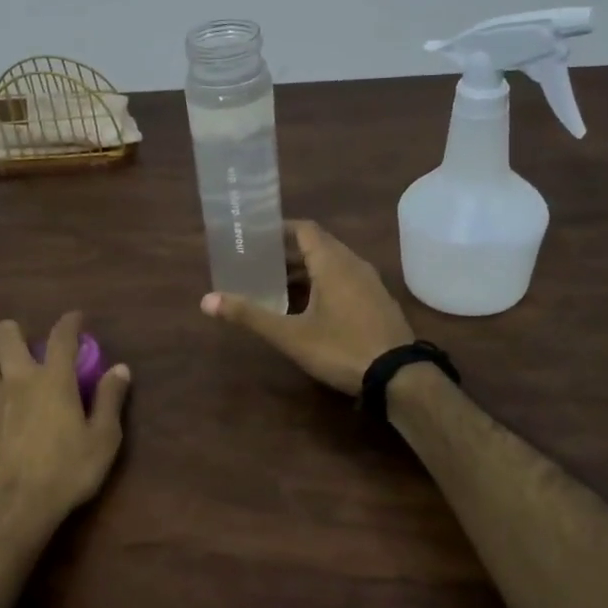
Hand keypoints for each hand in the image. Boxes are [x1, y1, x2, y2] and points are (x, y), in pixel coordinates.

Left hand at [0, 312, 131, 545]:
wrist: (12, 510)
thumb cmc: (65, 474)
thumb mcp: (103, 441)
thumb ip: (110, 400)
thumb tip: (120, 369)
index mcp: (54, 380)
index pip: (61, 336)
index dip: (69, 321)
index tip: (75, 318)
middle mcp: (18, 378)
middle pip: (5, 333)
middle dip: (16, 332)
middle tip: (29, 350)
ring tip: (3, 370)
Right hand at [201, 219, 414, 394]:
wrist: (400, 377)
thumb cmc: (341, 348)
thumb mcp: (290, 335)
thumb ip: (250, 315)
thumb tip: (206, 300)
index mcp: (333, 263)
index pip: (305, 229)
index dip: (280, 229)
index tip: (256, 236)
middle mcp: (354, 264)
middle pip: (318, 246)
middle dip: (287, 252)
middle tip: (258, 263)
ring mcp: (370, 283)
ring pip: (333, 264)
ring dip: (306, 270)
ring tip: (277, 285)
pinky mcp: (378, 302)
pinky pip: (345, 280)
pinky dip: (323, 283)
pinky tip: (308, 308)